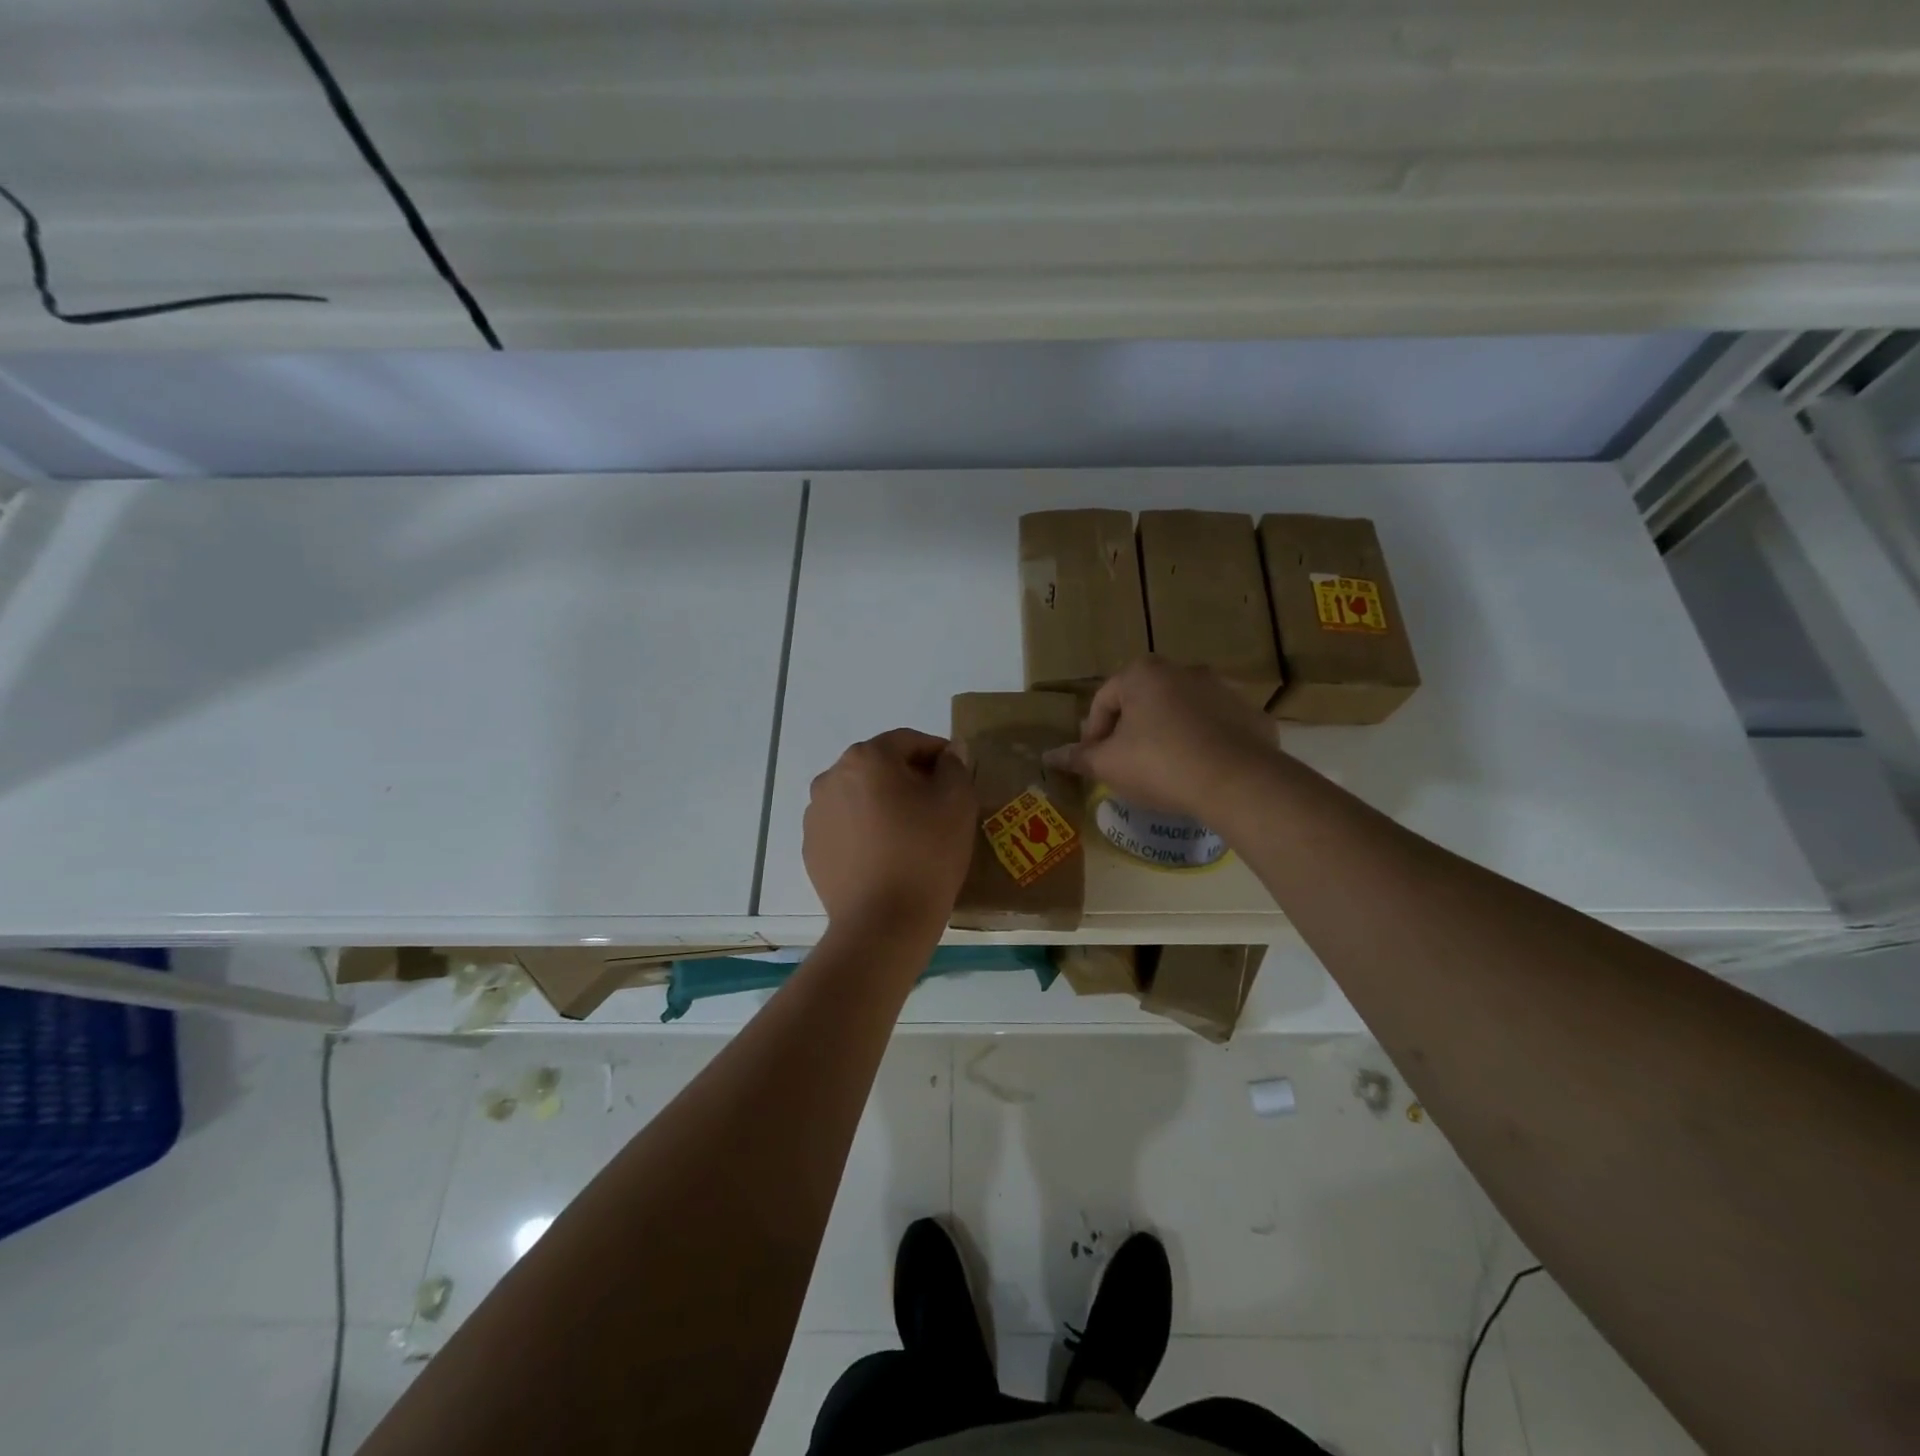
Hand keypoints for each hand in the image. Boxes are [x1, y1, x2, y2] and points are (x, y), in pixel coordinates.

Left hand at [804, 728, 977, 933]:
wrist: (882, 923)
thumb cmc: (925, 854)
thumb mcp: (957, 802)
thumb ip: (955, 766)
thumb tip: (950, 753)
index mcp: (867, 758)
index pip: (909, 741)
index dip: (938, 754)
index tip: (957, 776)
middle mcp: (832, 777)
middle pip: (880, 767)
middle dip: (909, 779)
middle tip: (937, 807)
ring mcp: (816, 814)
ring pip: (860, 797)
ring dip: (884, 804)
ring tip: (910, 835)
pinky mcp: (812, 848)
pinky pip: (845, 827)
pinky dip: (865, 832)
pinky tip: (886, 857)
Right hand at [1046, 657, 1280, 820]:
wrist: (1237, 781)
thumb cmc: (1159, 764)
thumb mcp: (1108, 765)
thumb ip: (1078, 758)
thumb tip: (1049, 755)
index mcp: (1143, 674)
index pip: (1103, 700)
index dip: (1092, 733)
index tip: (1094, 762)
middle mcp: (1183, 670)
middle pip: (1143, 701)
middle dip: (1130, 730)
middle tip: (1126, 763)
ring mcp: (1222, 689)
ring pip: (1181, 711)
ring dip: (1168, 733)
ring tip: (1164, 769)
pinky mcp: (1251, 713)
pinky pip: (1216, 726)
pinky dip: (1203, 742)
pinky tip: (1199, 771)